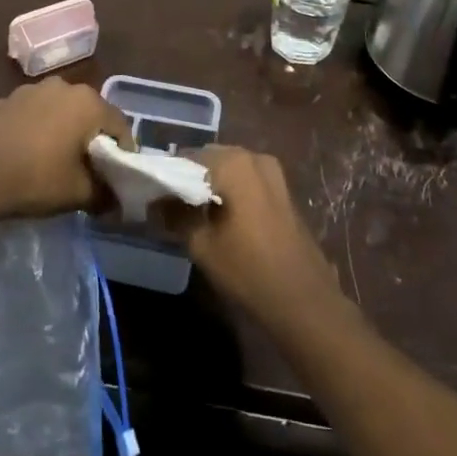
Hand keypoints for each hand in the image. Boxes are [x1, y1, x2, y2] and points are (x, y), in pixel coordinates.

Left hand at [0, 78, 130, 221]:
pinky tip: (25, 155)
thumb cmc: (35, 179)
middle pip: (90, 114)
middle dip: (93, 139)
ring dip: (63, 131)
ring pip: (59, 111)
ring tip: (55, 162)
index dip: (124, 152)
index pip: (120, 125)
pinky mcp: (4, 100)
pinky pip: (32, 114)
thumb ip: (105, 194)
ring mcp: (30, 90)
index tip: (118, 177)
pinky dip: (36, 130)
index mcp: (88, 103)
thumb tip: (116, 199)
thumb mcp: (79, 194)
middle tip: (89, 170)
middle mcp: (63, 86)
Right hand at [167, 146, 349, 329]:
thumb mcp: (202, 244)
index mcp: (233, 162)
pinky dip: (230, 192)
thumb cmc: (248, 268)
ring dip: (211, 185)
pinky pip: (246, 181)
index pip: (187, 157)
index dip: (169, 175)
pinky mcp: (282, 191)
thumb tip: (154, 202)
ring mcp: (273, 172)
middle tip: (171, 206)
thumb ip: (175, 216)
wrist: (303, 298)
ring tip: (193, 214)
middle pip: (210, 159)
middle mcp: (254, 157)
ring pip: (229, 170)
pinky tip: (220, 218)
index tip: (154, 196)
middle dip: (190, 178)